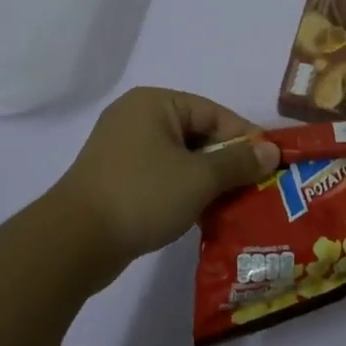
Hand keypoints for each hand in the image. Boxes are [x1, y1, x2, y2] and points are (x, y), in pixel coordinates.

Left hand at [49, 87, 277, 272]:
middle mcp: (137, 117)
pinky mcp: (116, 178)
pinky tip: (203, 215)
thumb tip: (271, 151)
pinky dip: (184, 191)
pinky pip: (162, 176)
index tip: (271, 164)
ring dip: (207, 180)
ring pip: (180, 158)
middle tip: (256, 187)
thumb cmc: (142, 195)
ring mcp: (122, 149)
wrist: (74, 242)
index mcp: (155, 103)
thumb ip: (238, 162)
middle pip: (197, 134)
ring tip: (235, 204)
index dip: (245, 138)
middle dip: (227, 161)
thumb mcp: (199, 178)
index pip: (214, 113)